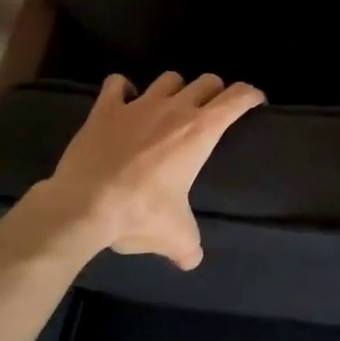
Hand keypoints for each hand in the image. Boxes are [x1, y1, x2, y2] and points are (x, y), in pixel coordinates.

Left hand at [7, 71, 263, 268]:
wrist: (83, 207)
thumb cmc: (140, 214)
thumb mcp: (175, 236)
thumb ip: (189, 246)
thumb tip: (191, 261)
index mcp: (200, 132)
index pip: (237, 98)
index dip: (251, 95)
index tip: (256, 101)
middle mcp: (175, 109)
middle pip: (206, 82)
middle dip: (215, 91)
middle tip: (213, 110)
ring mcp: (138, 105)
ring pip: (168, 79)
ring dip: (175, 89)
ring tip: (171, 106)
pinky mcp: (105, 110)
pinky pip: (117, 84)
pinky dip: (123, 89)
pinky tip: (124, 101)